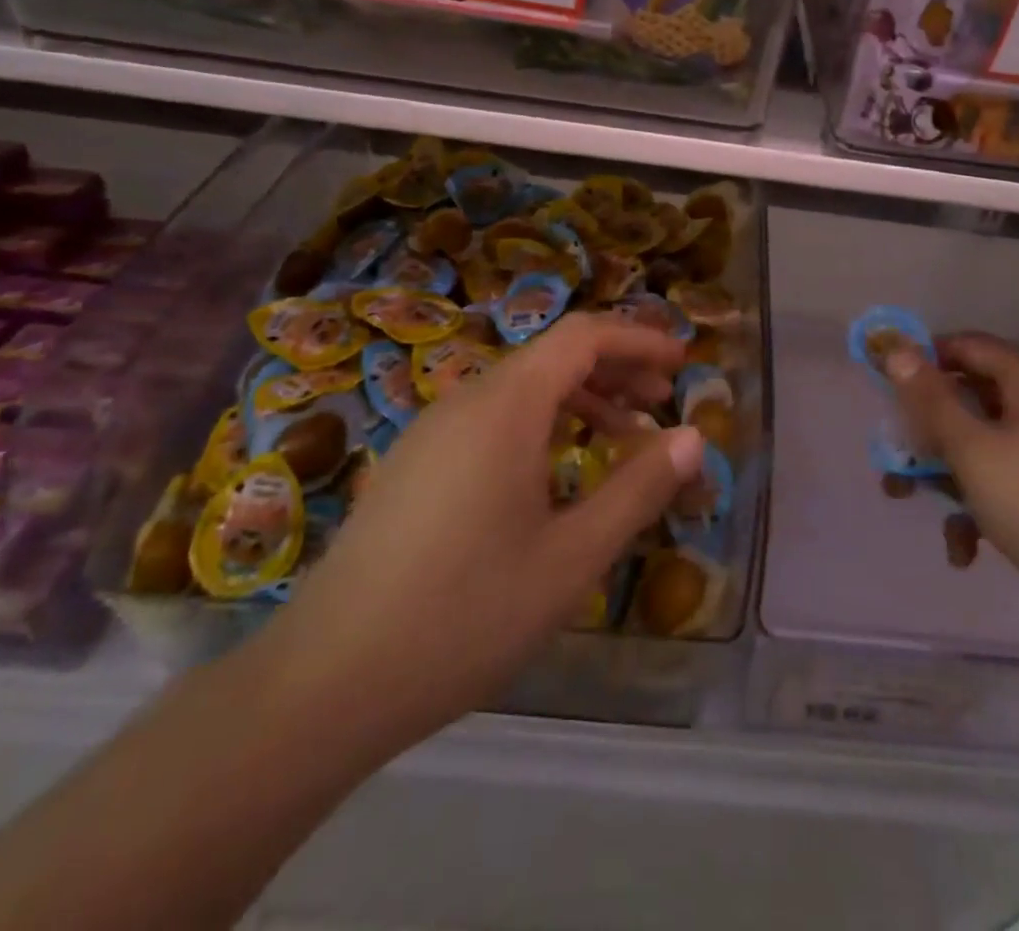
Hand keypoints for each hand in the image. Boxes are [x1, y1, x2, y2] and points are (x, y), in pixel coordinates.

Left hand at [259, 314, 703, 754]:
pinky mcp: (413, 465)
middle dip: (615, 371)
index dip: (638, 339)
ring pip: (520, 389)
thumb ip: (638, 489)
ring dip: (579, 400)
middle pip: (552, 356)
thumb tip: (693, 437)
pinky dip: (540, 425)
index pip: (583, 336)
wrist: (325, 683)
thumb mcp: (572, 556)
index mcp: (505, 405)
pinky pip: (490, 420)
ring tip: (622, 440)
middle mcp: (465, 400)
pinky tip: (554, 475)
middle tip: (662, 405)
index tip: (681, 363)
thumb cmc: (466, 614)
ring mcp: (431, 432)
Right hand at [886, 333, 1018, 617]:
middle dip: (927, 431)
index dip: (921, 362)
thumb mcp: (972, 450)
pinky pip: (1009, 474)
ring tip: (913, 505)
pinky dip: (981, 501)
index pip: (965, 345)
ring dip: (947, 472)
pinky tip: (965, 547)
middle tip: (893, 458)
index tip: (884, 391)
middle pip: (972, 397)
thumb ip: (930, 398)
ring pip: (985, 441)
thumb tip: (896, 349)